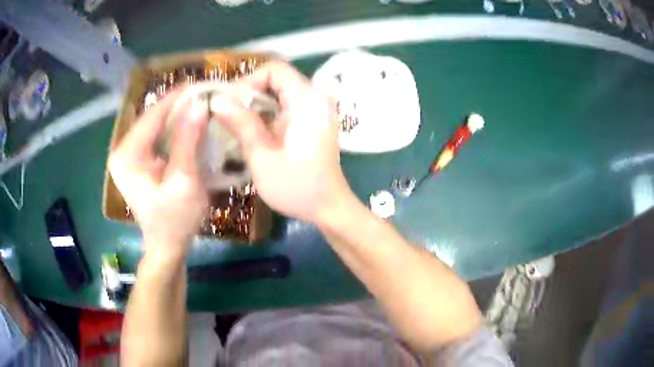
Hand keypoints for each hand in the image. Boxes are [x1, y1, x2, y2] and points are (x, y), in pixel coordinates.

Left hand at [109, 91, 208, 259]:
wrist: (167, 247)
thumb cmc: (175, 220)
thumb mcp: (184, 180)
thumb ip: (188, 140)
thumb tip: (199, 104)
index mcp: (127, 155)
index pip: (153, 115)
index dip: (177, 97)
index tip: (201, 83)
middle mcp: (123, 151)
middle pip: (153, 119)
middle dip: (178, 106)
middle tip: (205, 95)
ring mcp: (130, 156)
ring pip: (156, 126)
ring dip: (178, 116)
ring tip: (201, 105)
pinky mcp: (138, 162)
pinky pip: (157, 138)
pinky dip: (174, 130)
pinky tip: (191, 126)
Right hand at [214, 61, 351, 222]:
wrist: (328, 207)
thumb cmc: (296, 187)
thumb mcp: (262, 156)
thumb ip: (241, 124)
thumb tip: (217, 101)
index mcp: (307, 100)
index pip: (274, 70)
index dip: (248, 81)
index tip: (230, 104)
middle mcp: (315, 98)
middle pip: (276, 79)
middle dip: (249, 94)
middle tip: (228, 116)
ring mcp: (317, 109)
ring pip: (279, 93)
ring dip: (256, 105)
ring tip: (236, 125)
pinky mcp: (313, 120)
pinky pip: (286, 105)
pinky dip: (268, 113)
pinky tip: (254, 131)